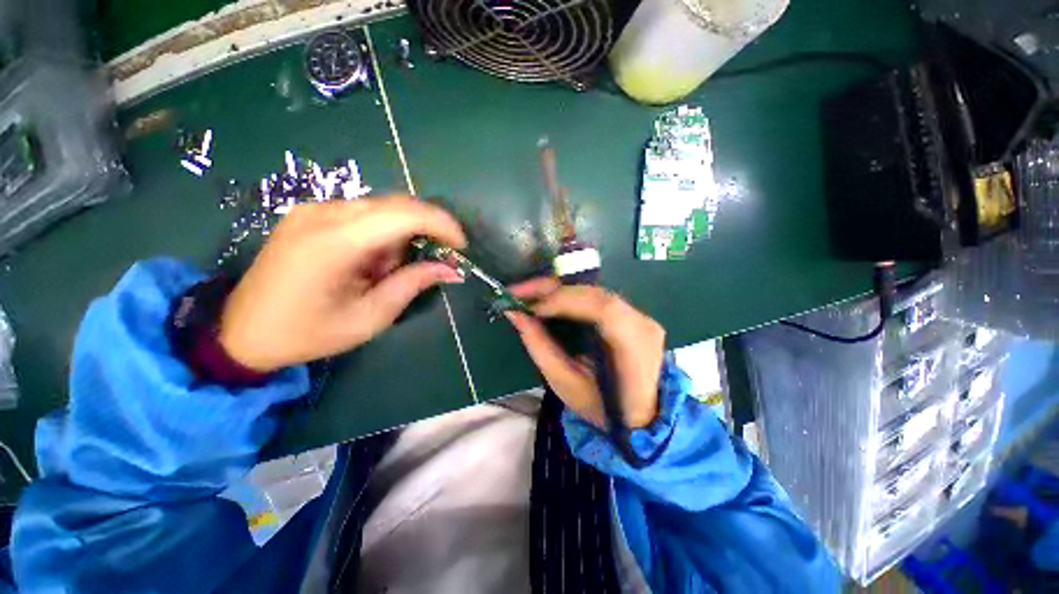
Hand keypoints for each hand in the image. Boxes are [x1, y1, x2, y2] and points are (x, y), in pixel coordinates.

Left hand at [219, 197, 465, 372]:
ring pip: (381, 207)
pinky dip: (382, 233)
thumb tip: (451, 269)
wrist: (241, 331)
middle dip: (425, 230)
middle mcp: (322, 213)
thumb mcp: (370, 317)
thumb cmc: (308, 333)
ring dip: (401, 235)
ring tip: (389, 270)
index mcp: (334, 242)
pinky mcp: (309, 213)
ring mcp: (312, 209)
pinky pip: (363, 213)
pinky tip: (371, 260)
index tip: (461, 245)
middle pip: (395, 204)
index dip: (442, 224)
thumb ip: (412, 284)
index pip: (404, 213)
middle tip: (435, 259)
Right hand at [506, 279, 665, 427]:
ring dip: (559, 291)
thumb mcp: (566, 384)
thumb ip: (540, 347)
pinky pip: (597, 298)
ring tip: (529, 295)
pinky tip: (550, 301)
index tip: (532, 308)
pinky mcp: (632, 314)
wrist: (641, 414)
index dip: (565, 301)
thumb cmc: (601, 407)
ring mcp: (641, 316)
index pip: (602, 309)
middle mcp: (642, 324)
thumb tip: (515, 315)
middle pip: (595, 294)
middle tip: (519, 292)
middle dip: (553, 289)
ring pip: (594, 292)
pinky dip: (570, 297)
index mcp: (634, 347)